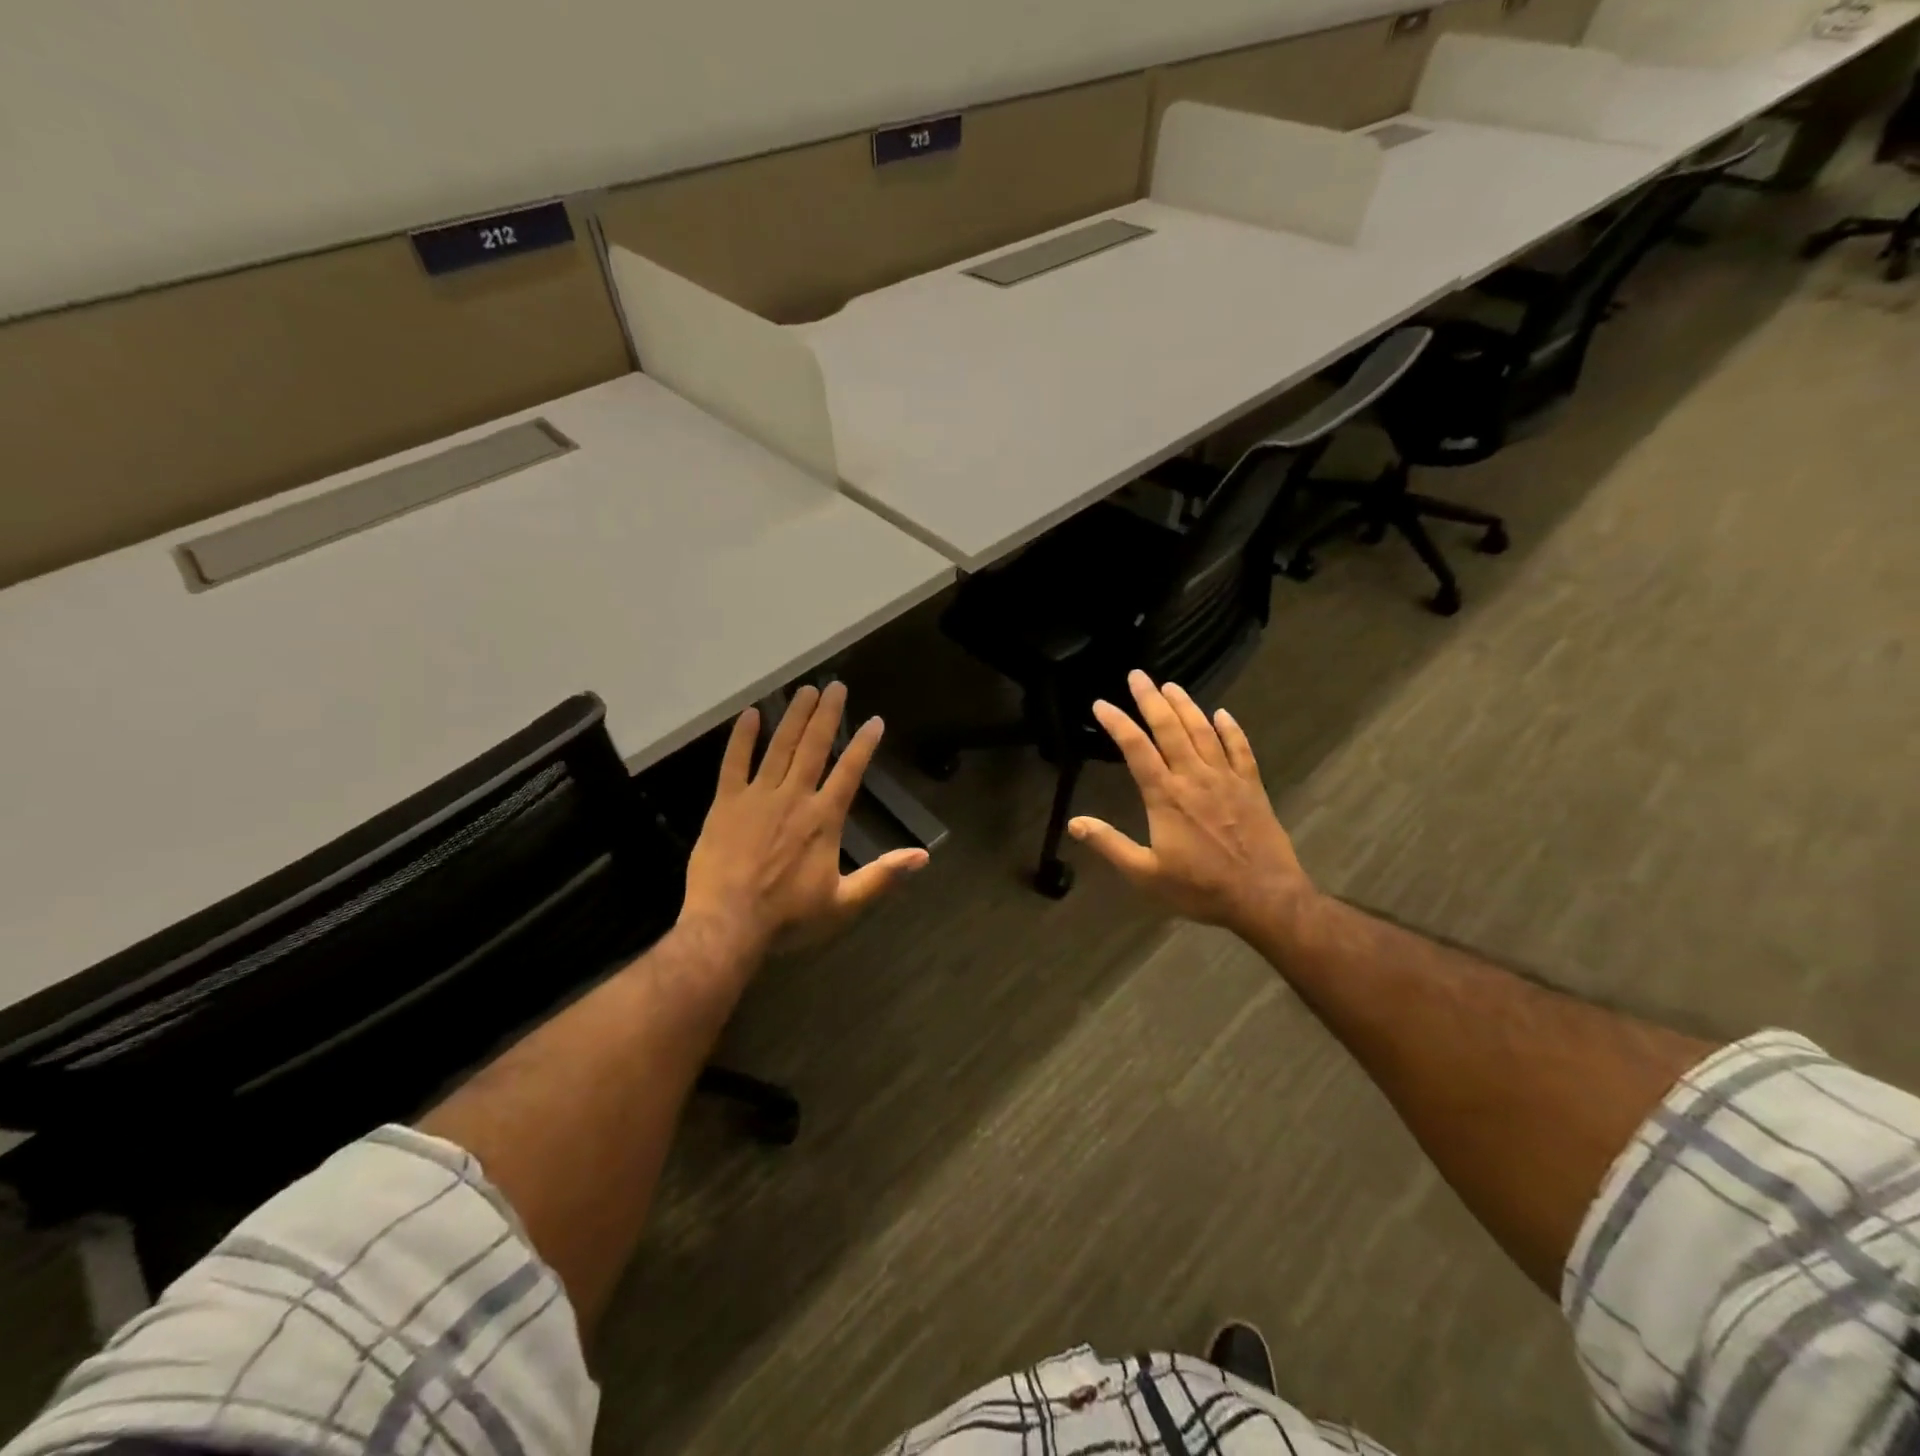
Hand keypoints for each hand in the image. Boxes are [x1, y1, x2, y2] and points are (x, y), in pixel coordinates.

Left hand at [680, 683, 928, 959]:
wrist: (727, 925)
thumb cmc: (787, 916)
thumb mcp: (843, 902)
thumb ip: (882, 876)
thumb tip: (923, 857)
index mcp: (823, 819)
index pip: (849, 771)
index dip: (863, 744)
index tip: (874, 721)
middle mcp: (794, 797)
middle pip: (814, 747)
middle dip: (827, 715)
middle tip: (835, 686)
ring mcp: (757, 797)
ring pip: (779, 747)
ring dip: (793, 717)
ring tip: (804, 690)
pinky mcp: (726, 804)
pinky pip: (734, 763)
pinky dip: (742, 738)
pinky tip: (749, 716)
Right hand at [1068, 671, 1313, 939]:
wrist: (1264, 898)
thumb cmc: (1201, 888)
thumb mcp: (1146, 874)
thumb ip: (1110, 845)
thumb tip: (1074, 824)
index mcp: (1166, 796)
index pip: (1136, 749)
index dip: (1117, 723)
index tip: (1101, 703)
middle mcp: (1195, 778)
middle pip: (1170, 729)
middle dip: (1150, 699)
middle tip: (1137, 675)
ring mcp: (1227, 779)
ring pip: (1203, 732)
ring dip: (1185, 706)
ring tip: (1171, 685)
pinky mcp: (1252, 787)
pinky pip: (1240, 749)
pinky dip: (1231, 729)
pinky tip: (1222, 714)